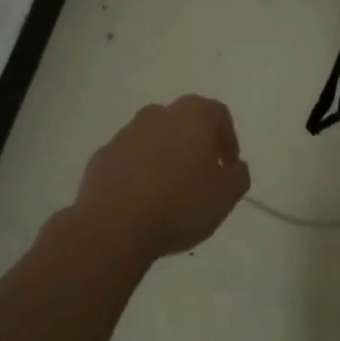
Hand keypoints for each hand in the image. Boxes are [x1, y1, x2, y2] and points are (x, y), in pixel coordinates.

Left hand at [71, 96, 251, 261]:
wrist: (114, 226)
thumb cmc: (179, 204)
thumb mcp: (225, 196)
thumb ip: (238, 176)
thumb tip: (234, 167)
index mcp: (192, 115)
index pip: (218, 114)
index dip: (228, 139)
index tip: (228, 166)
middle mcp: (158, 114)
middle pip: (183, 122)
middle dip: (194, 144)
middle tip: (201, 175)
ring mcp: (125, 134)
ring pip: (153, 138)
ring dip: (164, 156)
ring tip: (168, 191)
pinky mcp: (101, 157)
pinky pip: (127, 159)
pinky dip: (137, 172)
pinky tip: (140, 200)